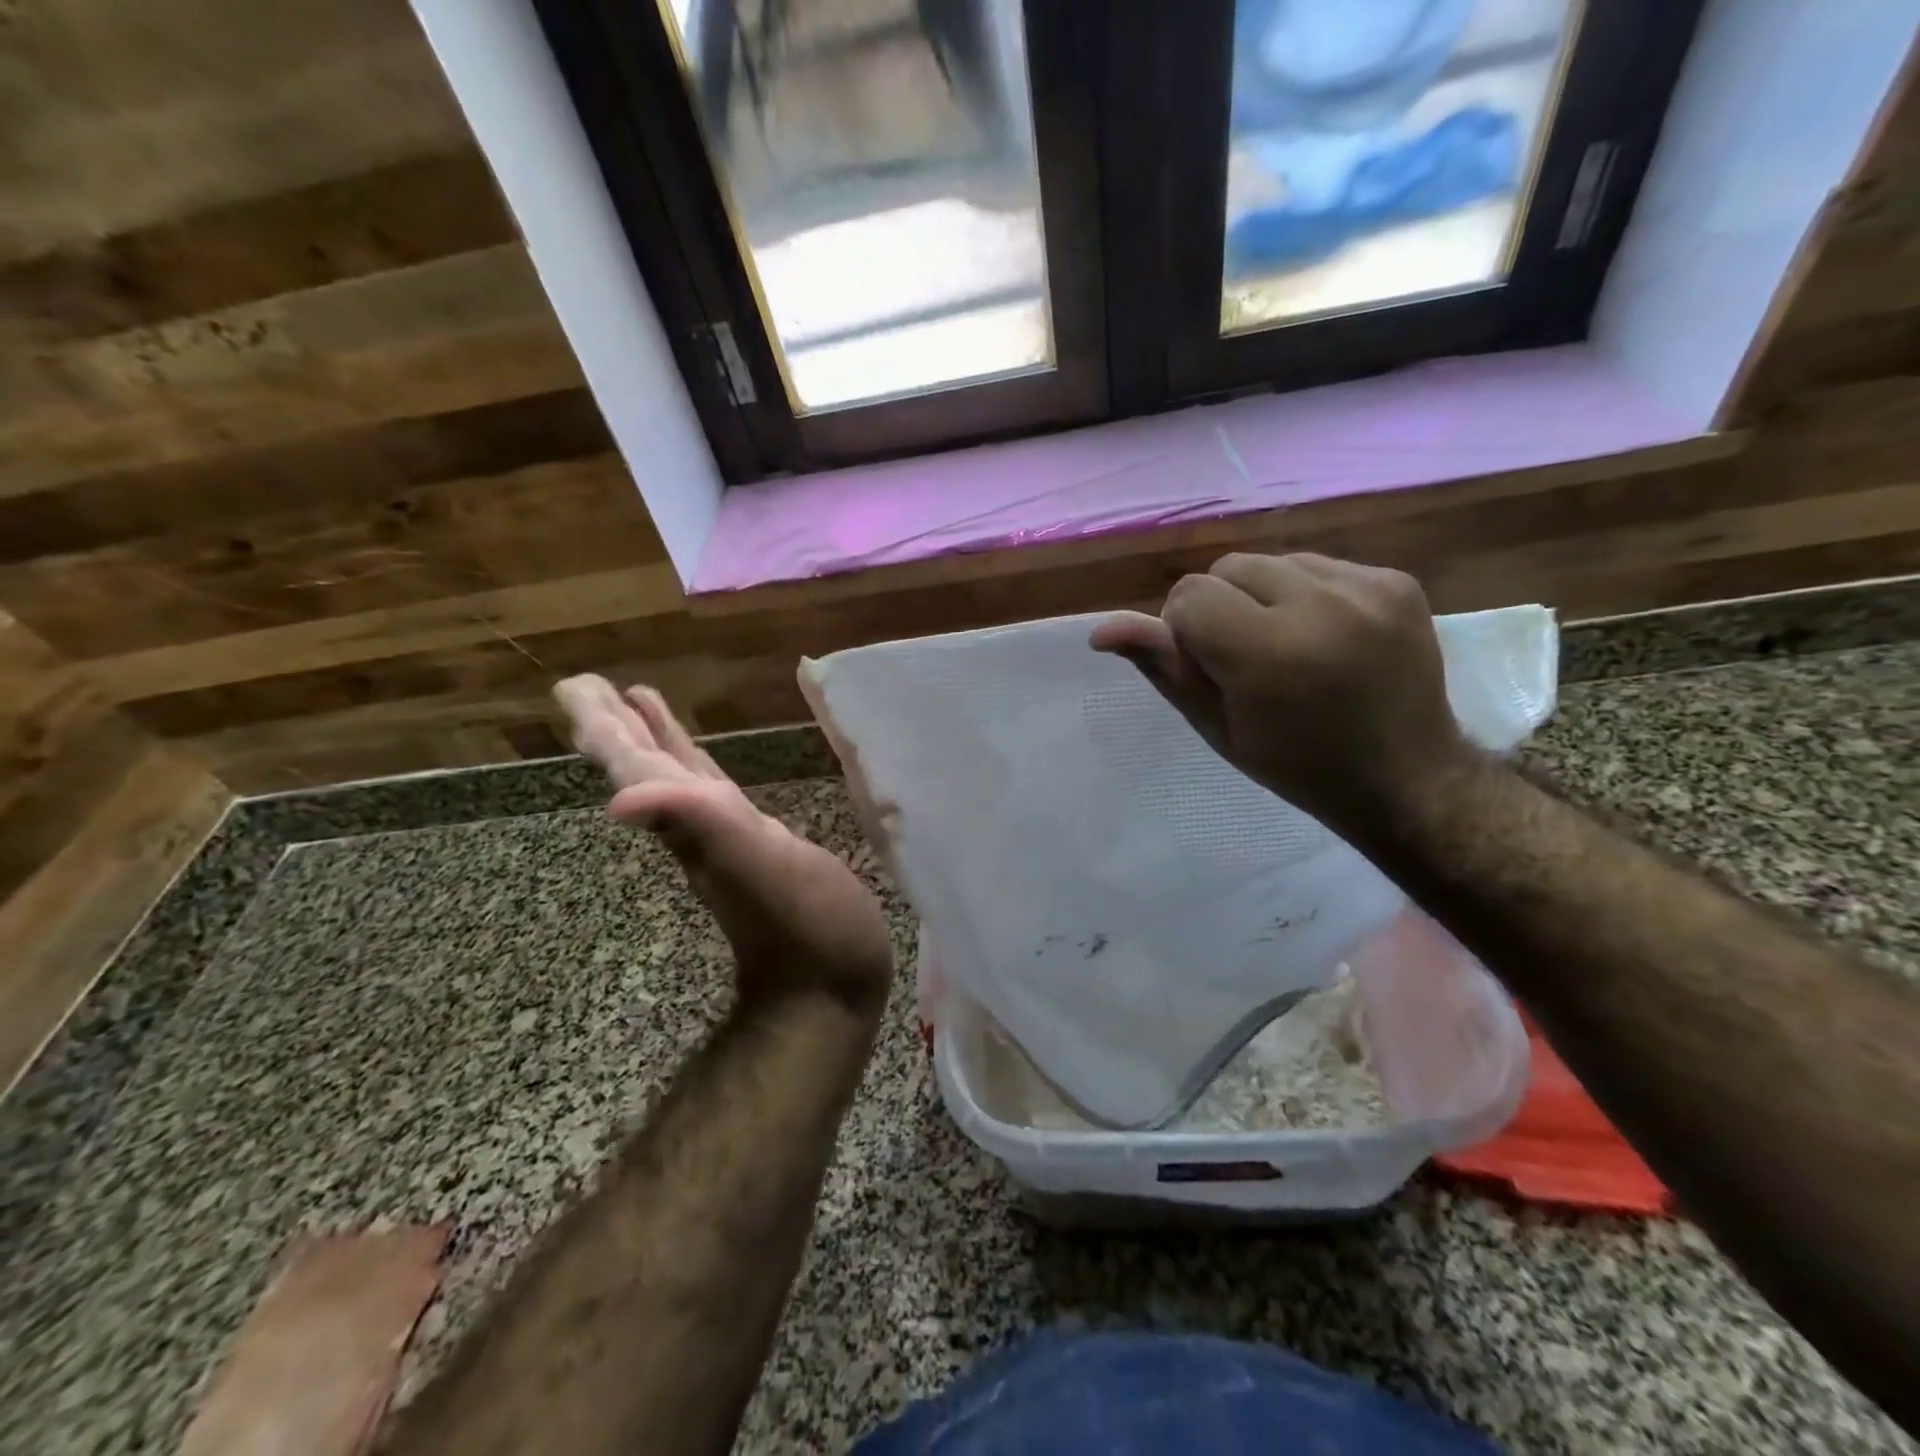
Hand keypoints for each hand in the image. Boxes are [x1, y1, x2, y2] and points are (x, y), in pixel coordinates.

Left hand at [553, 676, 893, 1016]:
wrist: (829, 988)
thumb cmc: (807, 925)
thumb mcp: (758, 869)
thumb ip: (700, 825)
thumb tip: (618, 799)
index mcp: (696, 822)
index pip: (639, 767)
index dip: (607, 728)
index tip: (573, 687)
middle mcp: (700, 828)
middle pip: (648, 768)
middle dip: (617, 727)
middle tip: (585, 684)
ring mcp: (727, 841)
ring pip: (677, 781)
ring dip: (651, 743)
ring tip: (636, 703)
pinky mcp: (757, 850)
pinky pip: (713, 798)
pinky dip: (697, 772)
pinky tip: (699, 768)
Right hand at [1090, 553, 1478, 837]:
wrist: (1406, 777)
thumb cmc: (1295, 764)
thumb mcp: (1216, 726)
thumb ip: (1163, 668)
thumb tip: (1102, 630)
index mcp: (1266, 654)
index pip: (1189, 596)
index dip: (1186, 630)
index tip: (1211, 666)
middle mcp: (1318, 608)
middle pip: (1227, 567)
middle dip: (1222, 605)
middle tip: (1246, 656)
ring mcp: (1365, 589)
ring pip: (1272, 561)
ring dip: (1263, 595)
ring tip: (1289, 644)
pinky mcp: (1396, 580)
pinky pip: (1320, 564)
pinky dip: (1308, 593)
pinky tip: (1327, 635)